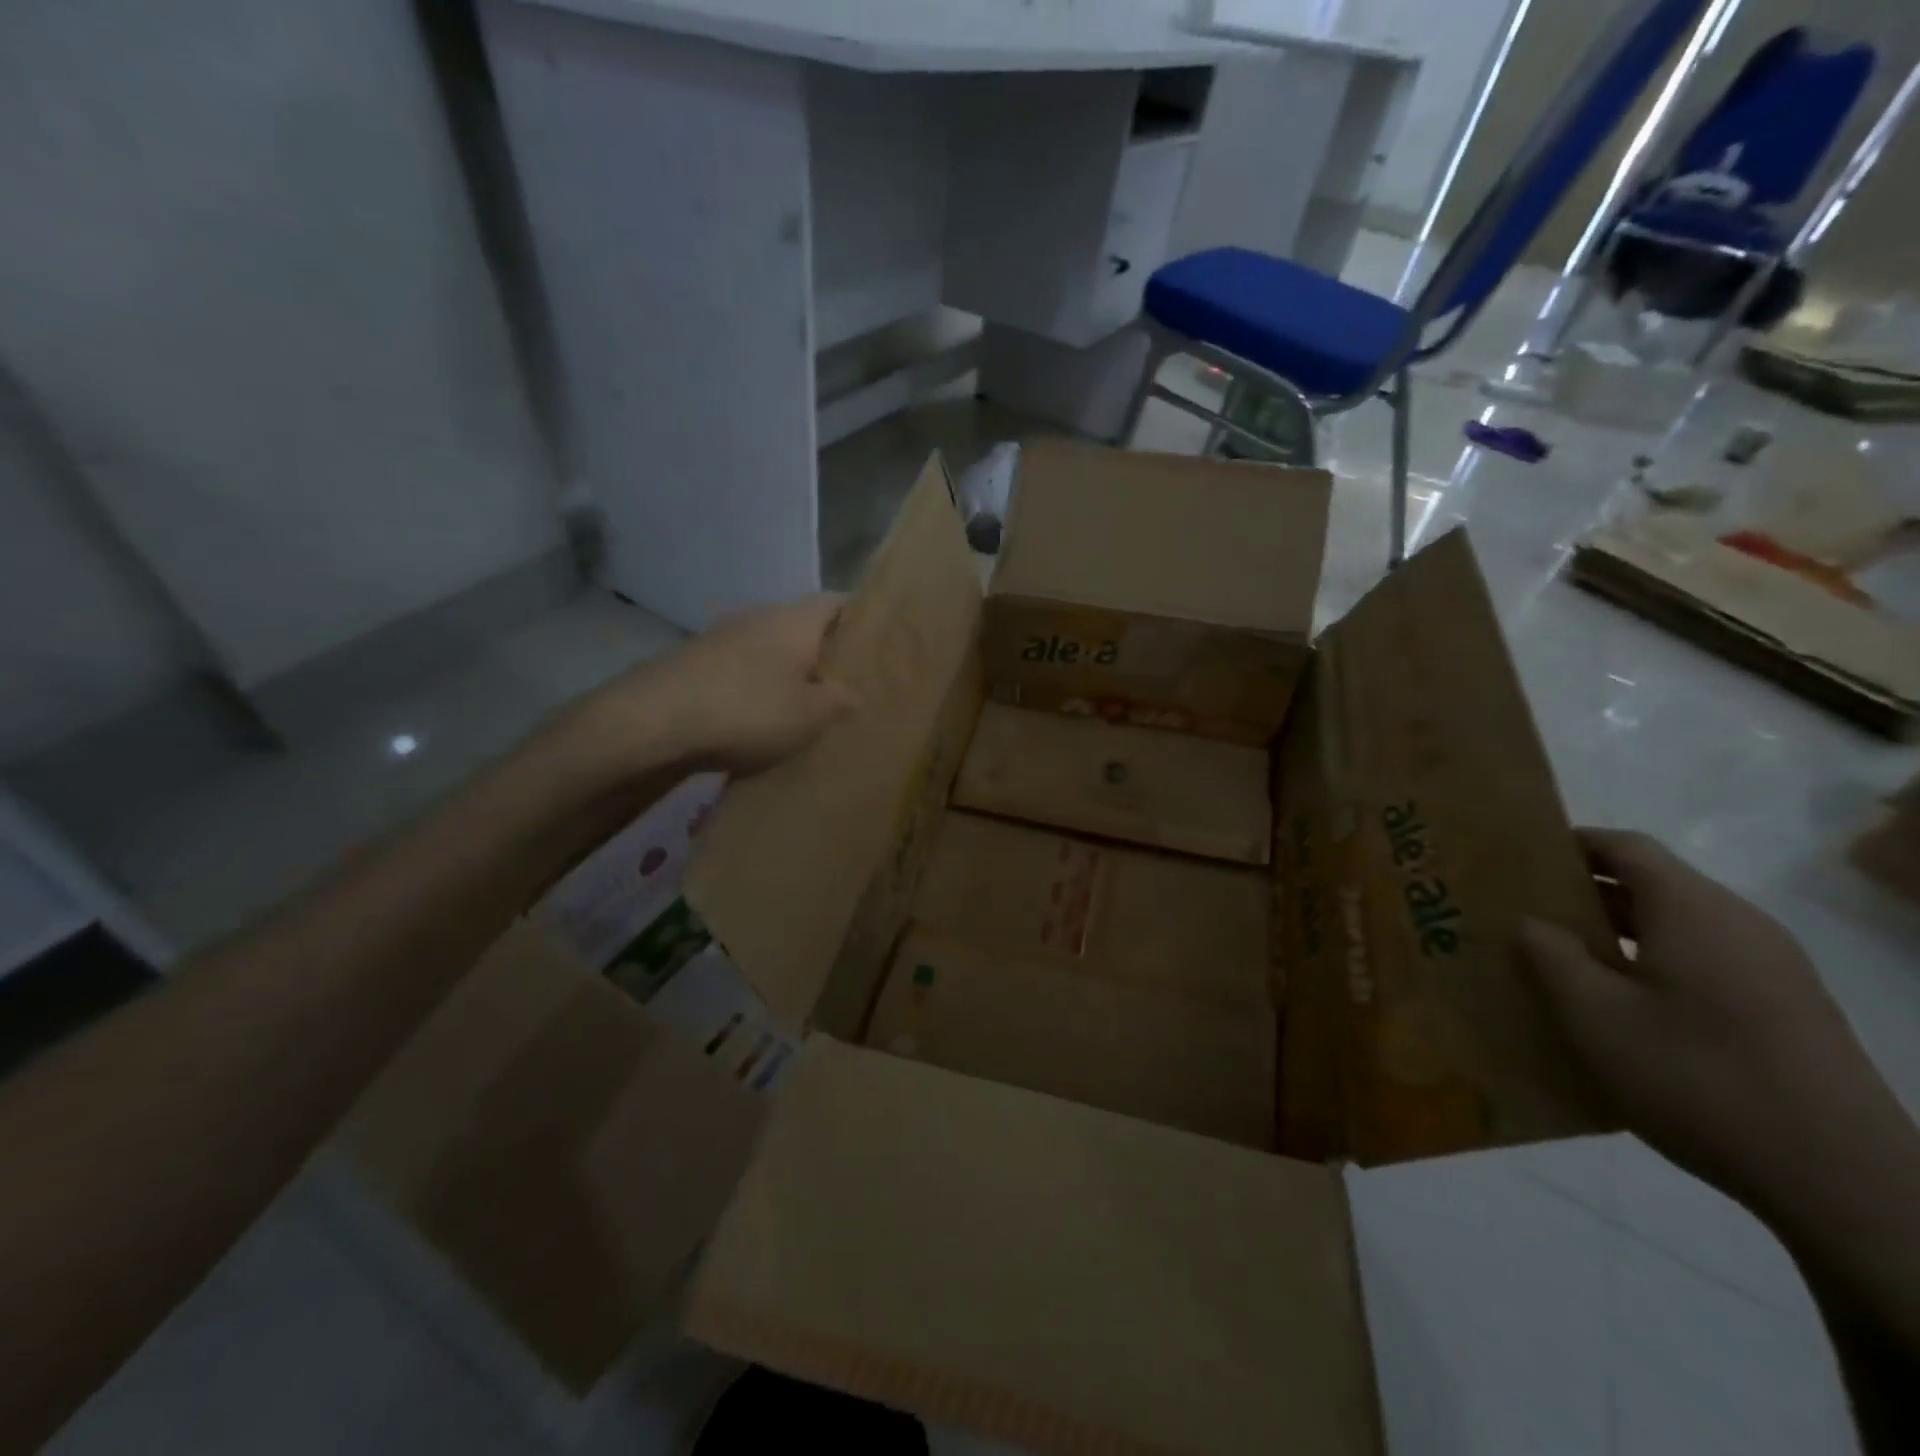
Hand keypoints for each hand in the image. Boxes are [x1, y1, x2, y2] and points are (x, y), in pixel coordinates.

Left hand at [562, 595, 854, 780]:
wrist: (651, 722)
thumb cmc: (747, 710)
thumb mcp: (811, 715)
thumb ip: (840, 700)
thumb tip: (853, 692)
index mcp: (795, 619)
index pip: (839, 602)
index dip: (862, 620)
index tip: (880, 647)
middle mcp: (760, 617)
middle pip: (804, 626)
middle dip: (826, 653)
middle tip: (850, 685)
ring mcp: (724, 637)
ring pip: (772, 650)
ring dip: (789, 673)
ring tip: (808, 707)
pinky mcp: (697, 663)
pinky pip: (743, 670)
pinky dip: (758, 688)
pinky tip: (762, 719)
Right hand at [1518, 830, 1897, 1212]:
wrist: (1842, 1181)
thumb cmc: (1698, 1077)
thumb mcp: (1595, 1015)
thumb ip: (1551, 956)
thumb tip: (1533, 922)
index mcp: (1693, 911)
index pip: (1626, 847)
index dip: (1570, 844)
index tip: (1519, 860)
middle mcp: (1739, 925)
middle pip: (1652, 884)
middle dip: (1585, 893)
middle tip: (1523, 913)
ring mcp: (1772, 969)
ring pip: (1677, 927)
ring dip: (1616, 934)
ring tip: (1561, 962)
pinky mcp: (1786, 1009)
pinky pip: (1703, 962)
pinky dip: (1652, 964)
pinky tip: (1621, 1007)